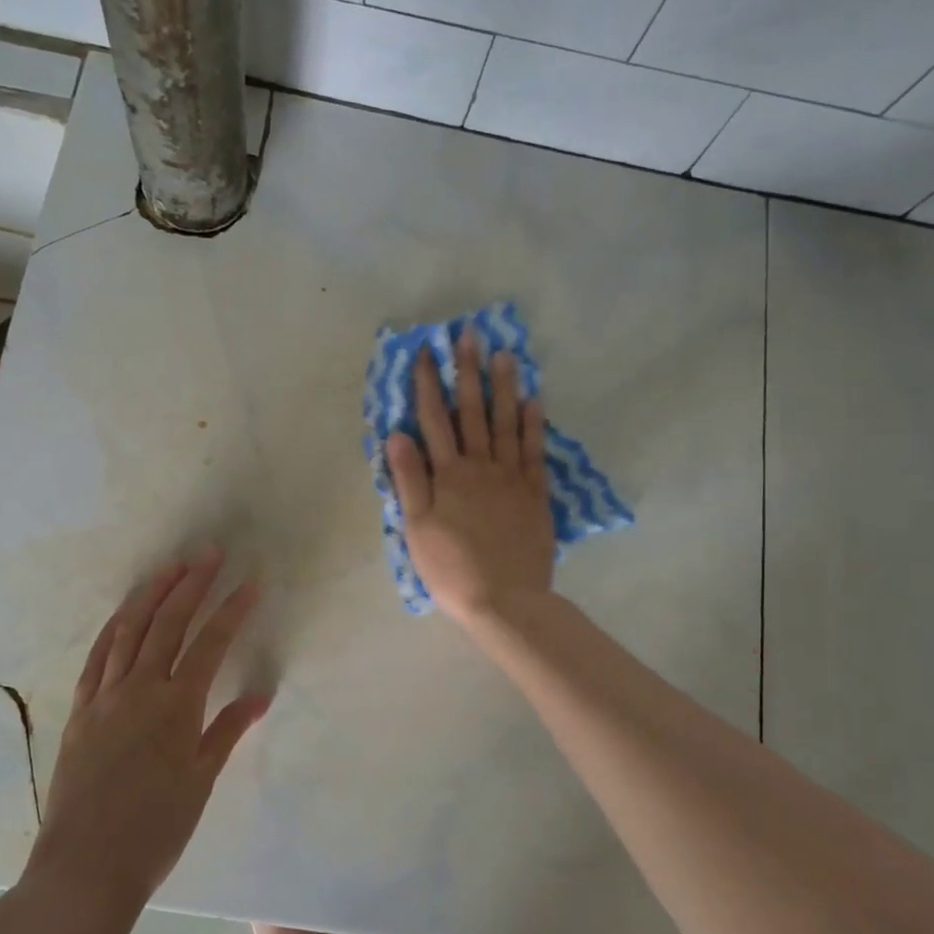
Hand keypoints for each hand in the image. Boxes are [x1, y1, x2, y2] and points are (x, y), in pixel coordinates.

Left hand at [32, 552, 270, 908]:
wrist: (86, 866)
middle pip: (169, 624)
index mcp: (177, 706)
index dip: (232, 610)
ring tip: (171, 568)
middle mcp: (140, 689)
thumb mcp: (201, 781)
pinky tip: (125, 613)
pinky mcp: (80, 710)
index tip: (251, 583)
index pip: (211, 643)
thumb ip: (227, 731)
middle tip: (210, 555)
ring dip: (152, 594)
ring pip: (129, 630)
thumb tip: (259, 695)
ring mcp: (105, 696)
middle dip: (192, 584)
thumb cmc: (156, 829)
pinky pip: (97, 657)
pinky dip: (113, 628)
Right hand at [386, 327, 554, 625]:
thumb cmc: (451, 568)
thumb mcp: (417, 528)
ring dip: (504, 386)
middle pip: (473, 410)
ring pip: (507, 422)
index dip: (429, 383)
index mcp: (448, 474)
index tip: (427, 351)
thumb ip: (409, 479)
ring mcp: (511, 477)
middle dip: (468, 370)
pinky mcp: (535, 493)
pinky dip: (534, 423)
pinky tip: (535, 399)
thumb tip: (397, 434)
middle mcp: (480, 466)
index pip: (434, 419)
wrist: (504, 599)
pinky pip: (535, 450)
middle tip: (470, 333)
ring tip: (505, 353)